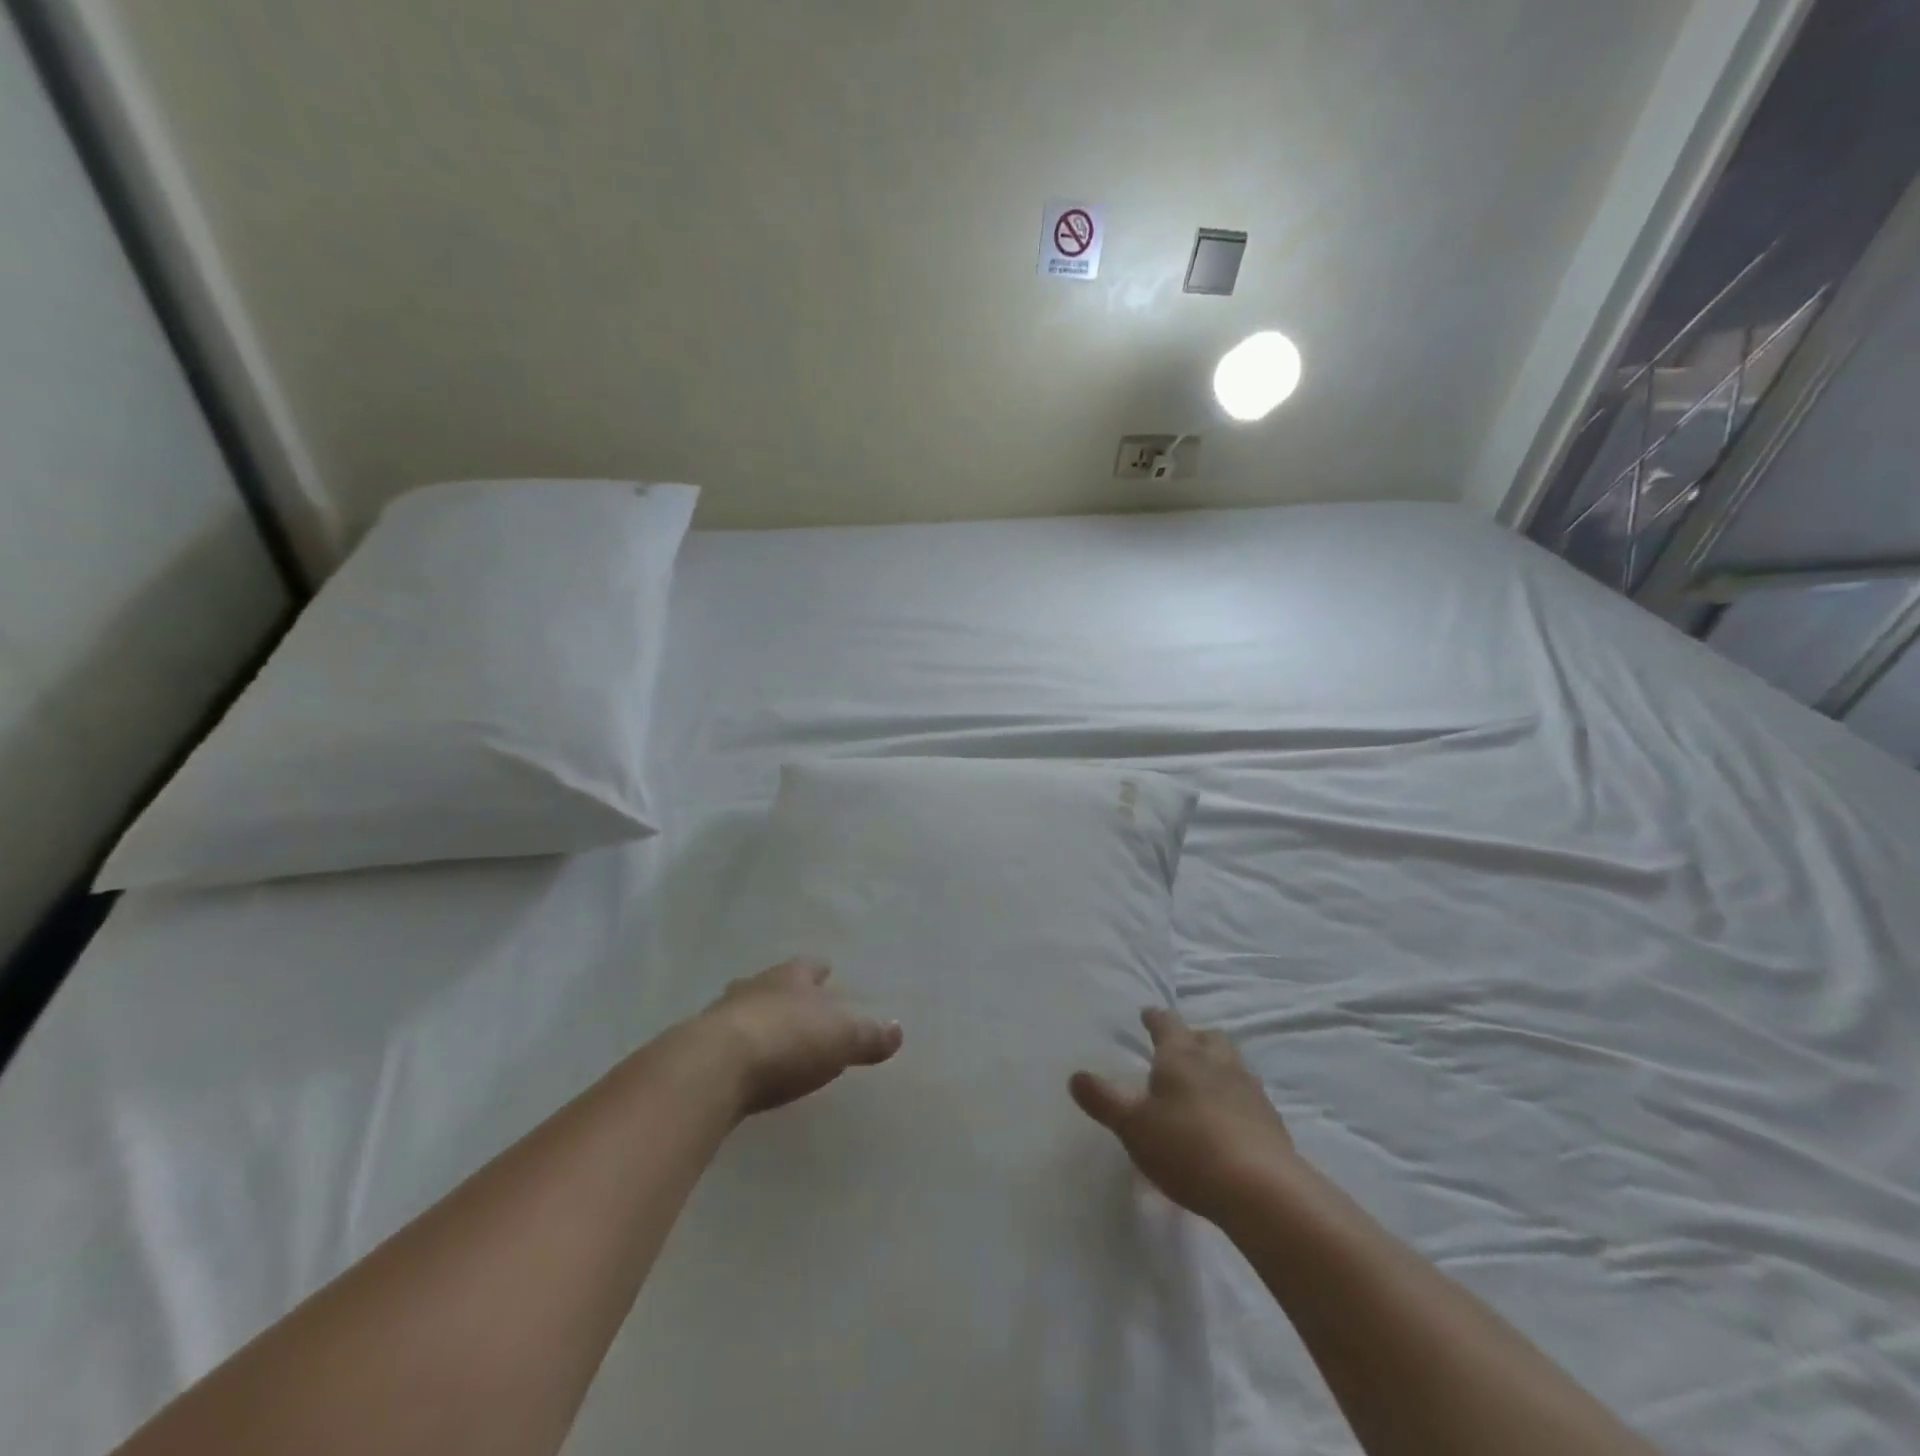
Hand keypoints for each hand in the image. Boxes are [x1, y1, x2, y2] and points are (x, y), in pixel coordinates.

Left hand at [698, 959, 903, 1116]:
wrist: (712, 1068)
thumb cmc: (786, 1041)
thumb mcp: (841, 1039)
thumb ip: (869, 1036)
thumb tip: (898, 1030)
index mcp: (791, 978)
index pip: (809, 967)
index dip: (819, 971)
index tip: (826, 972)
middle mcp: (754, 987)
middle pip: (770, 983)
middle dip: (781, 991)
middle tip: (793, 1003)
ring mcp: (720, 1015)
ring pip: (742, 1008)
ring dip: (753, 1018)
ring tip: (765, 1033)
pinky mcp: (696, 1049)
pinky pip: (721, 1042)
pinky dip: (733, 1048)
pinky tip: (739, 1065)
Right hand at [1070, 1007, 1294, 1222]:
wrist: (1261, 1188)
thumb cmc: (1186, 1147)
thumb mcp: (1133, 1126)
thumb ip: (1104, 1100)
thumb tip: (1075, 1076)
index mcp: (1181, 1055)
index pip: (1166, 1024)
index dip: (1154, 1018)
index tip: (1147, 1014)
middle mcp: (1217, 1062)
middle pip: (1207, 1037)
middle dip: (1192, 1037)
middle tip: (1179, 1048)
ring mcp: (1249, 1089)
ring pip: (1232, 1062)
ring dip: (1217, 1065)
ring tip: (1204, 1082)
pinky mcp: (1271, 1120)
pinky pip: (1249, 1095)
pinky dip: (1235, 1097)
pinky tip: (1227, 1119)